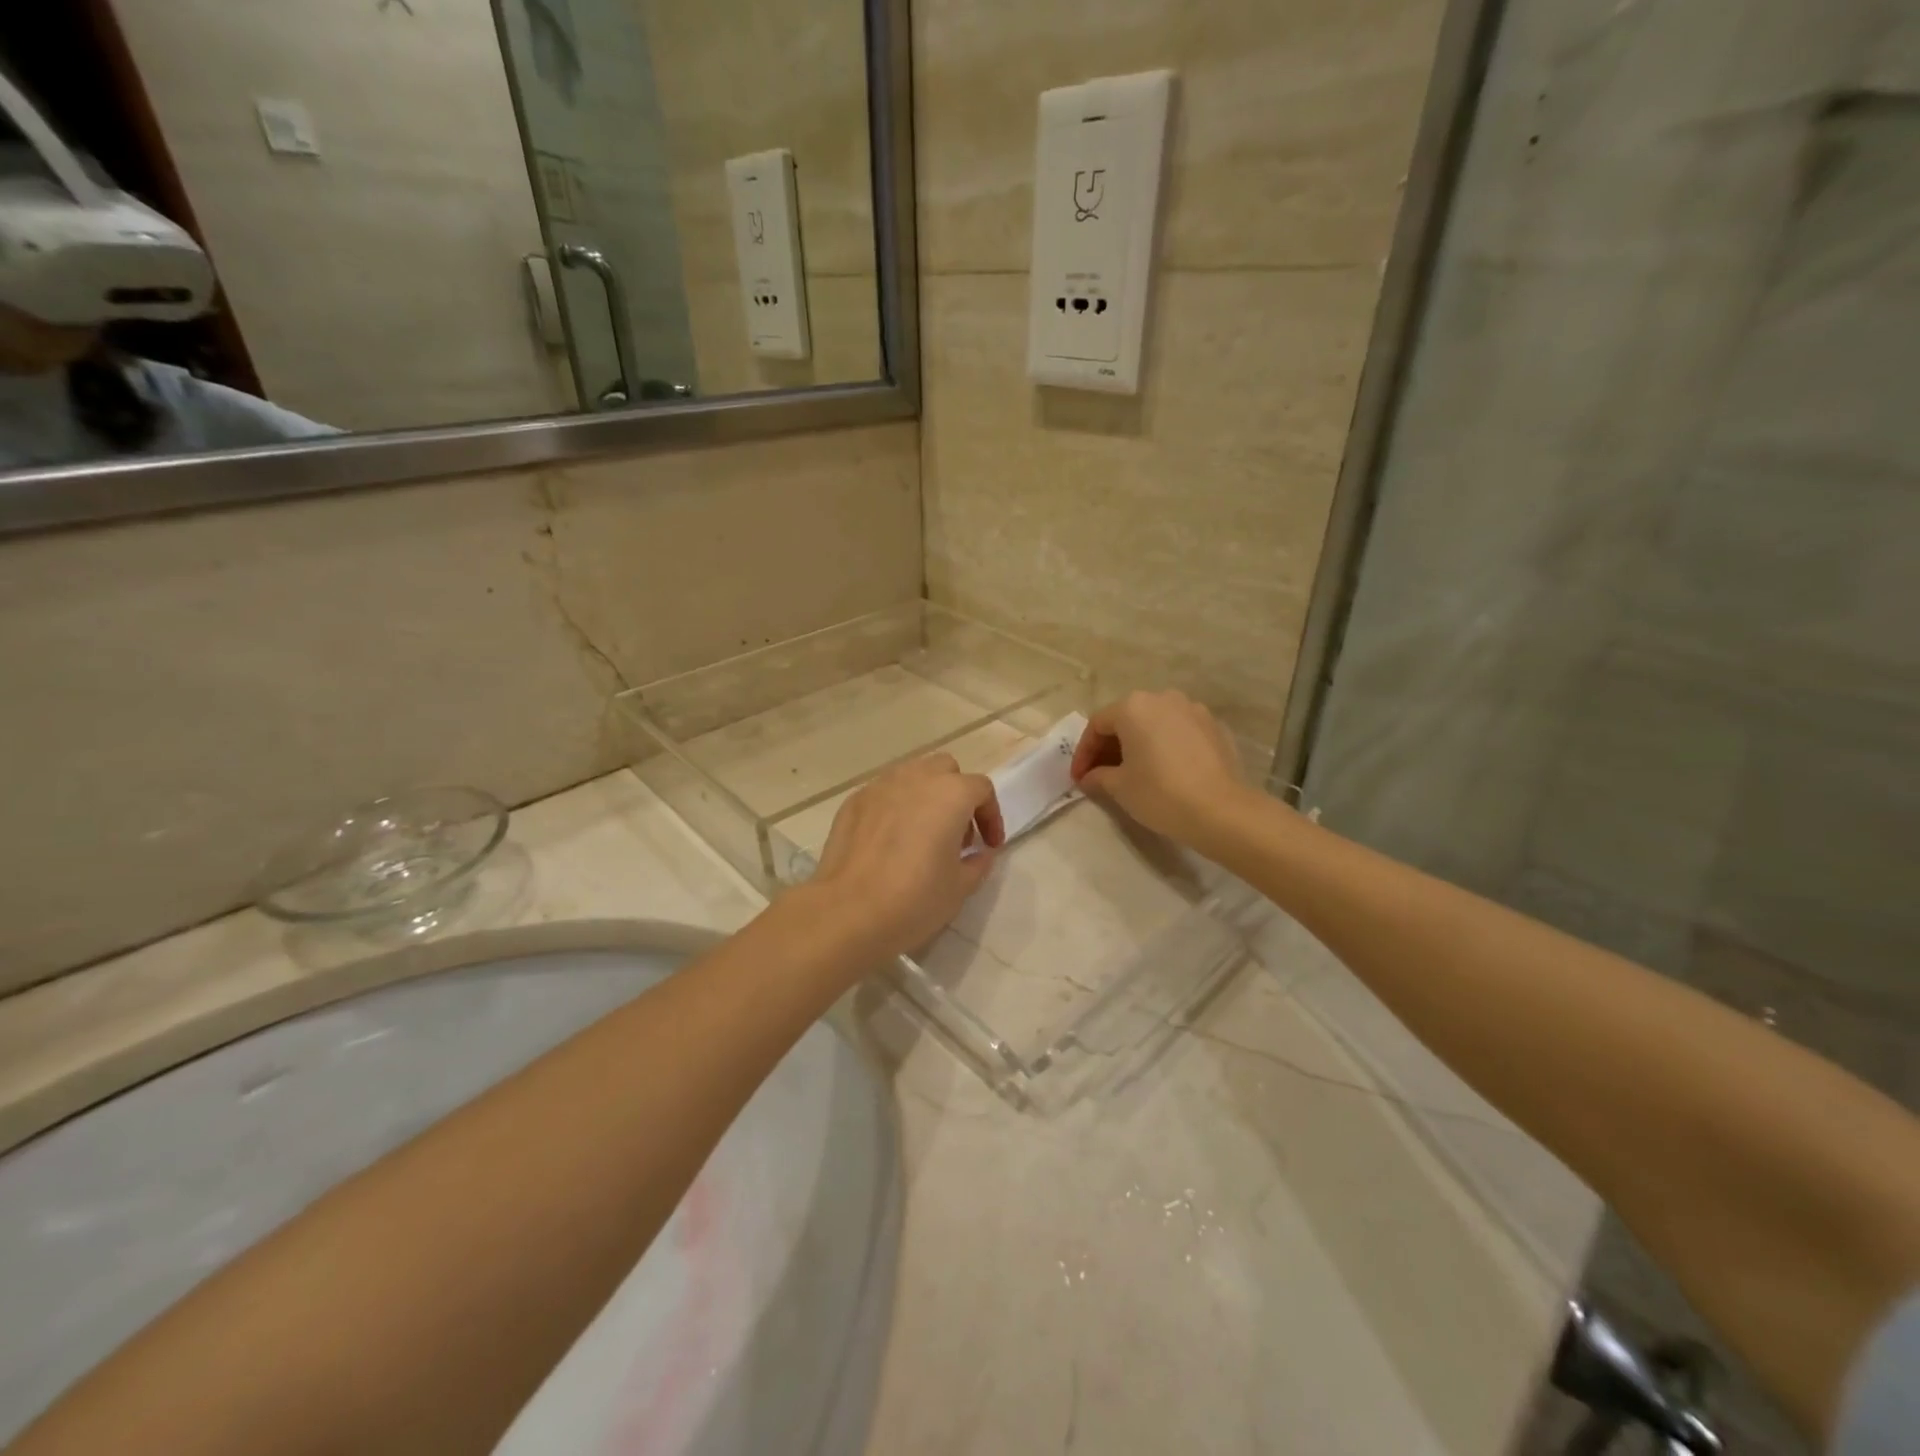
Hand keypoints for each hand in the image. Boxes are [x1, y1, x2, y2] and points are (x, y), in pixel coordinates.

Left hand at [809, 753, 1004, 960]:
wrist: (847, 912)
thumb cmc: (914, 899)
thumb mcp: (960, 887)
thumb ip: (977, 862)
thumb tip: (980, 853)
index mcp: (950, 794)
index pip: (981, 789)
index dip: (991, 816)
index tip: (989, 845)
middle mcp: (916, 778)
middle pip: (945, 770)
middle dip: (957, 795)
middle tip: (956, 834)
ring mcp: (880, 786)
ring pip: (912, 776)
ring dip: (925, 796)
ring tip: (922, 834)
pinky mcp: (853, 802)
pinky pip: (884, 794)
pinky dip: (896, 807)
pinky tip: (890, 841)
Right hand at [1069, 690, 1246, 846]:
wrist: (1222, 810)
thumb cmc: (1160, 793)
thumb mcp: (1119, 787)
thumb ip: (1098, 776)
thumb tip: (1089, 777)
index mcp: (1134, 707)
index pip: (1097, 725)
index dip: (1084, 753)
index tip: (1079, 778)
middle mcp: (1163, 698)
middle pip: (1127, 719)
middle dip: (1110, 747)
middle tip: (1101, 775)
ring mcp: (1193, 710)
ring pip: (1155, 724)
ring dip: (1139, 744)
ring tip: (1133, 772)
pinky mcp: (1215, 727)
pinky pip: (1180, 732)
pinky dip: (1166, 746)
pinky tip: (1166, 771)